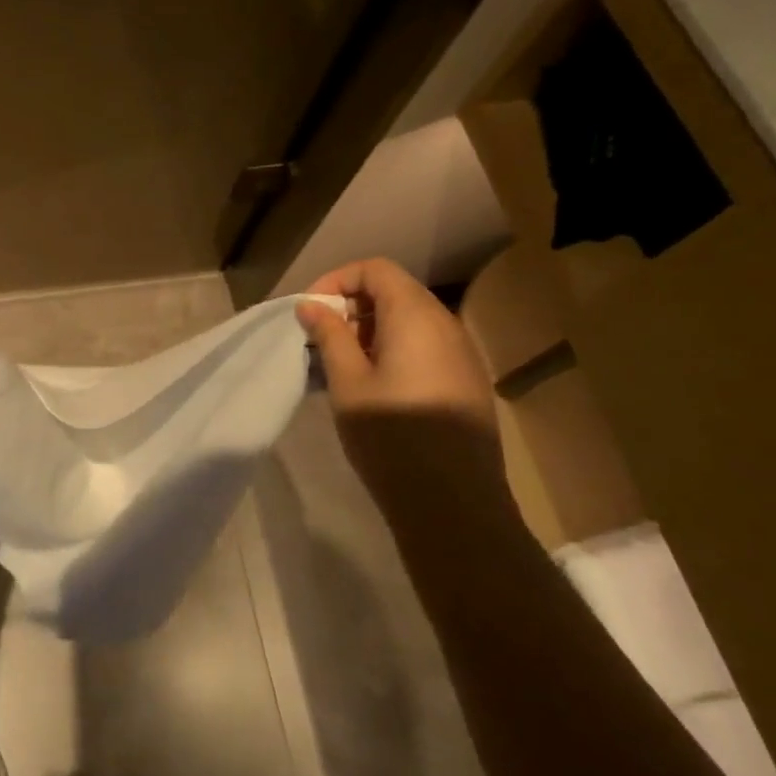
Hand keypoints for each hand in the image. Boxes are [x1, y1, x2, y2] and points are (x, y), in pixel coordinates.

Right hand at [296, 258, 509, 521]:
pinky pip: (424, 346)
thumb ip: (330, 336)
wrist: (454, 505)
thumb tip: (312, 306)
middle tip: (320, 339)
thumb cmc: (392, 438)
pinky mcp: (465, 381)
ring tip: (339, 364)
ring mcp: (461, 354)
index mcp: (416, 317)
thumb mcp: (348, 383)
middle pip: (394, 291)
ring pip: (409, 320)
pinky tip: (371, 385)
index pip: (376, 270)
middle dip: (351, 306)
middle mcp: (446, 325)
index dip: (337, 281)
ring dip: (369, 330)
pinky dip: (391, 349)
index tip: (310, 313)